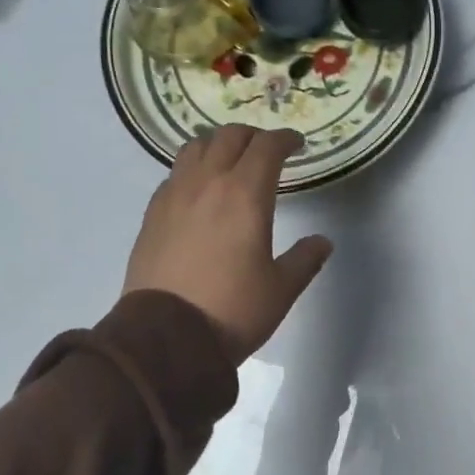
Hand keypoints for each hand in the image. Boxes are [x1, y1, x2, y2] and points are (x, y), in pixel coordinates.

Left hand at [123, 126, 332, 363]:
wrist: (165, 338)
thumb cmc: (231, 310)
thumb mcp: (281, 289)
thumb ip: (305, 259)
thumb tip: (322, 242)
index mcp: (245, 194)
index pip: (267, 147)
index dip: (285, 139)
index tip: (298, 145)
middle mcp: (207, 183)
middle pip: (229, 136)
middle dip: (253, 136)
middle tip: (267, 150)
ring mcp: (174, 195)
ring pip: (195, 147)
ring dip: (218, 144)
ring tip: (230, 160)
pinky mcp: (152, 213)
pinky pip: (175, 174)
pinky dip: (193, 168)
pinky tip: (199, 190)